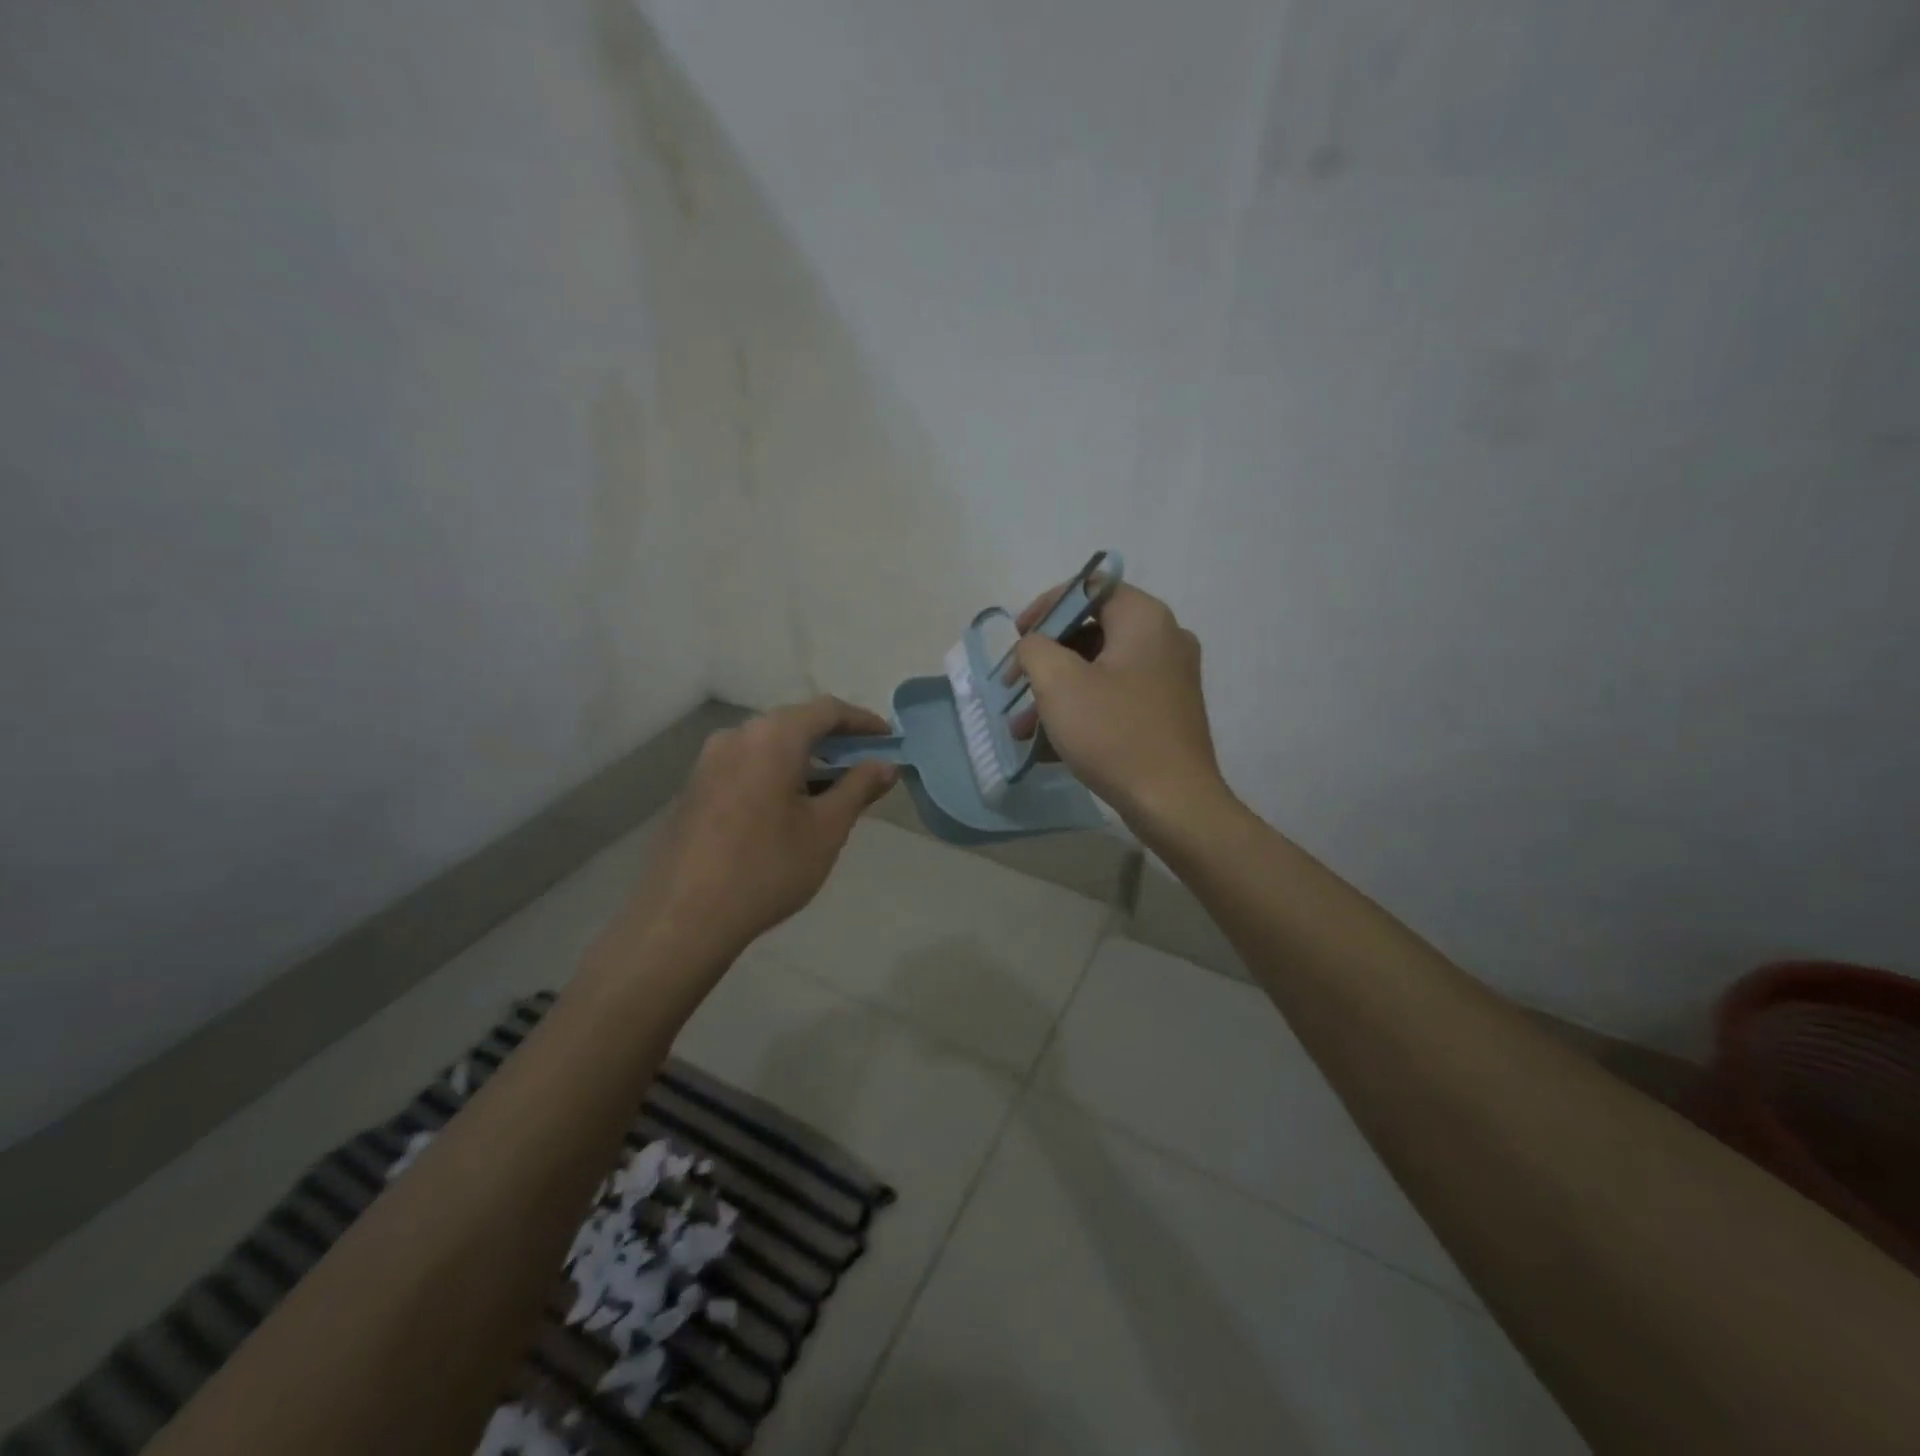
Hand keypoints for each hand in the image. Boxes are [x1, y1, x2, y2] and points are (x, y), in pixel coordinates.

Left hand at [620, 698, 897, 966]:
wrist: (684, 917)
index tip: (889, 740)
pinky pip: (746, 763)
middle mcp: (737, 735)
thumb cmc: (768, 867)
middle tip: (865, 764)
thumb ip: (859, 788)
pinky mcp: (695, 786)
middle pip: (795, 722)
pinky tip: (790, 804)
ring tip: (832, 788)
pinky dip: (776, 771)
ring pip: (769, 744)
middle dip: (835, 739)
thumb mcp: (826, 829)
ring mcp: (709, 760)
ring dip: (805, 757)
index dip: (863, 721)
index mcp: (772, 737)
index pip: (827, 710)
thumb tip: (885, 765)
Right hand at [1012, 583, 1228, 835]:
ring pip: (1100, 669)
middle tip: (1014, 685)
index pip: (1089, 588)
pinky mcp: (1168, 711)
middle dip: (1045, 659)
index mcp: (1145, 619)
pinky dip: (1083, 709)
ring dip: (1057, 692)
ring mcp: (1170, 677)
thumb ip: (1035, 648)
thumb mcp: (1058, 683)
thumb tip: (1034, 645)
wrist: (1174, 803)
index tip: (1017, 637)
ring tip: (1022, 727)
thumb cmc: (1114, 734)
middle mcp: (1165, 638)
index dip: (1046, 607)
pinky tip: (1050, 743)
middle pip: (1092, 631)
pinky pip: (1116, 696)